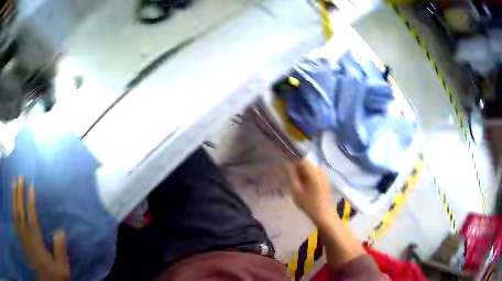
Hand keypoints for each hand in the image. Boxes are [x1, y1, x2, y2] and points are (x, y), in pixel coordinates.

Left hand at [12, 177, 69, 280]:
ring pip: (15, 210)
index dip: (31, 199)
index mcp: (35, 238)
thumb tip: (60, 231)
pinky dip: (11, 209)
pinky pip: (13, 219)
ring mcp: (20, 234)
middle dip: (20, 191)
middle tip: (20, 177)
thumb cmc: (51, 278)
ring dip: (14, 196)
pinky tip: (11, 203)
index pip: (32, 214)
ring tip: (14, 182)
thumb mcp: (61, 271)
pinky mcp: (18, 238)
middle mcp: (25, 232)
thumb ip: (60, 252)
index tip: (31, 186)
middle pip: (21, 208)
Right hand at [287, 159, 333, 224]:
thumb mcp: (296, 192)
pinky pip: (315, 173)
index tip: (291, 176)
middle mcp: (321, 170)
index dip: (295, 166)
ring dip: (304, 174)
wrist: (324, 214)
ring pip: (310, 168)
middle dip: (299, 171)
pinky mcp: (326, 179)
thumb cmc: (309, 205)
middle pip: (307, 164)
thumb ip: (291, 176)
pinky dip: (309, 177)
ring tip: (301, 187)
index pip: (302, 160)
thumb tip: (286, 164)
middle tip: (295, 183)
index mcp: (314, 173)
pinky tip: (308, 188)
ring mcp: (324, 174)